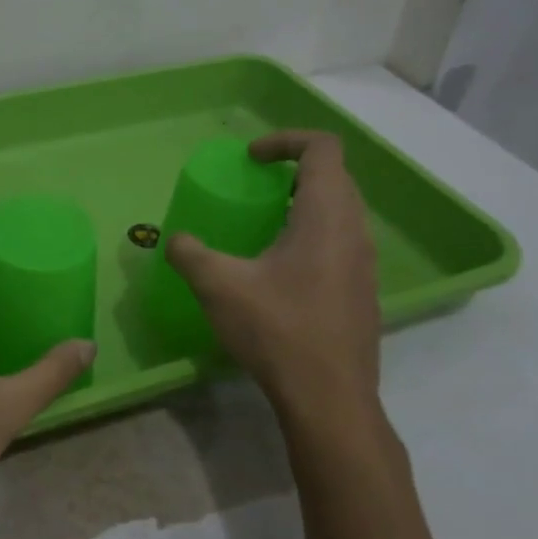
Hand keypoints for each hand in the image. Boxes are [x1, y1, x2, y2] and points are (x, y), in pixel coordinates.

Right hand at [166, 131, 381, 439]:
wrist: (329, 399)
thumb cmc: (277, 330)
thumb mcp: (218, 286)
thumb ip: (190, 254)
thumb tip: (173, 240)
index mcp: (326, 214)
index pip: (322, 148)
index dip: (284, 140)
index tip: (250, 159)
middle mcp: (354, 230)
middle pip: (333, 176)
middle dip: (291, 170)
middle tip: (254, 187)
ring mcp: (364, 262)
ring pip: (340, 210)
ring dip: (302, 204)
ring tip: (263, 226)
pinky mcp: (362, 291)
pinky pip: (340, 241)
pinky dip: (311, 234)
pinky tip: (279, 271)